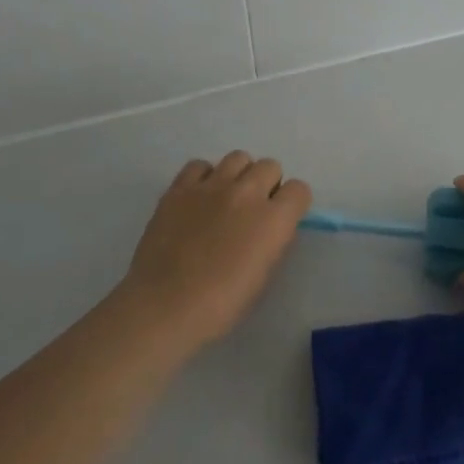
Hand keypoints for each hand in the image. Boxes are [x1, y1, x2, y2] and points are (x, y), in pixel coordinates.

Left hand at [117, 152, 310, 351]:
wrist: (164, 306)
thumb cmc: (220, 304)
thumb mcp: (262, 276)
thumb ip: (272, 241)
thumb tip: (269, 227)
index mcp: (273, 219)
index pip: (299, 190)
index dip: (292, 204)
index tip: (282, 219)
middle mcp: (247, 193)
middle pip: (270, 166)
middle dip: (267, 185)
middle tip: (253, 210)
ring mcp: (211, 186)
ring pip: (238, 157)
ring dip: (239, 175)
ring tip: (226, 199)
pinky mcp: (180, 187)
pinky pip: (200, 165)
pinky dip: (204, 177)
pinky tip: (197, 199)